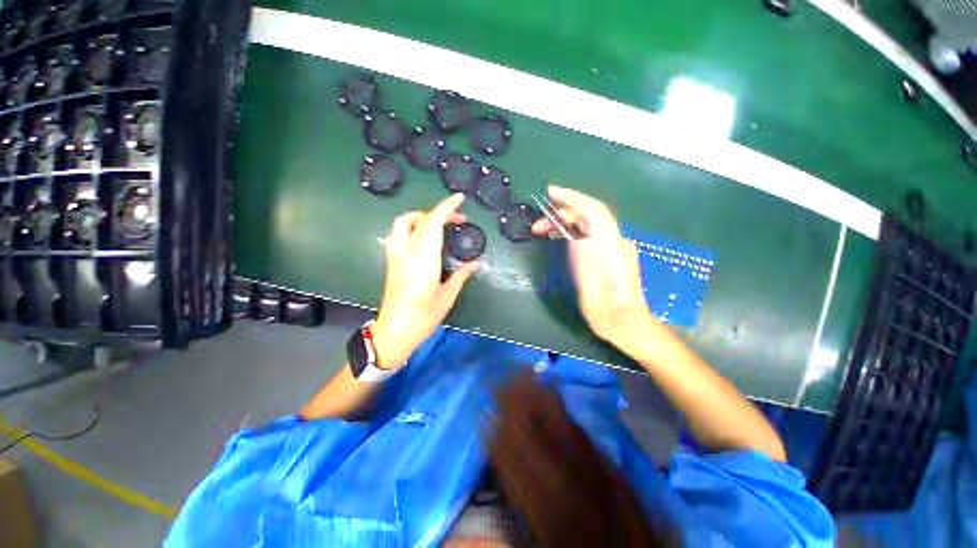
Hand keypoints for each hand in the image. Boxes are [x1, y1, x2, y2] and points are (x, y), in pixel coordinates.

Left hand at [372, 193, 478, 368]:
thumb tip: (476, 263)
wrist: (394, 331)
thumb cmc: (424, 316)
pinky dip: (412, 226)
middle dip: (440, 212)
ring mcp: (395, 256)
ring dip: (422, 216)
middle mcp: (407, 252)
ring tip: (439, 224)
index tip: (460, 198)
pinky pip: (399, 234)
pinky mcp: (391, 261)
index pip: (433, 223)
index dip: (446, 207)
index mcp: (424, 259)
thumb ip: (461, 275)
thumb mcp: (447, 296)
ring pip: (403, 223)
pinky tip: (423, 237)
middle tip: (459, 220)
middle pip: (419, 219)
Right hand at [532, 186, 657, 348]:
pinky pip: (585, 237)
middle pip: (587, 216)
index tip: (551, 192)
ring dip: (562, 223)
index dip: (572, 198)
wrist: (624, 324)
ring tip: (541, 229)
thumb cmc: (609, 308)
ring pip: (584, 226)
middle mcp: (612, 241)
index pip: (593, 210)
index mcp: (612, 244)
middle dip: (561, 214)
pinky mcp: (603, 258)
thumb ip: (586, 254)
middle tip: (537, 224)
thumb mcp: (594, 282)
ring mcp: (609, 249)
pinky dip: (568, 232)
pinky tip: (557, 236)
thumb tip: (575, 229)